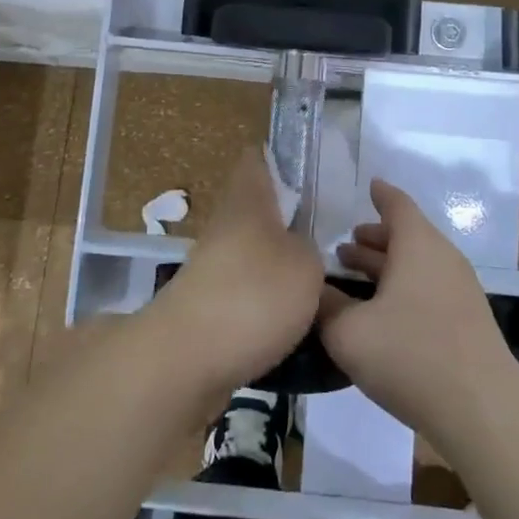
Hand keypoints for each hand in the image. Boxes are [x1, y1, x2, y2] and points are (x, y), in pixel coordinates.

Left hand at [149, 148, 325, 402]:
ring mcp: (213, 267)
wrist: (187, 360)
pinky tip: (296, 324)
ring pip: (254, 254)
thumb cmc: (253, 294)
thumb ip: (310, 250)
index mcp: (247, 199)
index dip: (279, 158)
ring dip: (281, 267)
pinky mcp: (208, 308)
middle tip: (331, 236)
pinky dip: (269, 306)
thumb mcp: (305, 264)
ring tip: (321, 287)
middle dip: (289, 222)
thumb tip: (300, 251)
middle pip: (258, 211)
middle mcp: (225, 225)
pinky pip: (247, 295)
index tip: (309, 169)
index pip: (257, 159)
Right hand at [319, 180, 518, 449]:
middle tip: (343, 248)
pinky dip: (403, 288)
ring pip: (417, 265)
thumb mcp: (349, 332)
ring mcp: (460, 291)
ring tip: (356, 278)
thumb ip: (326, 306)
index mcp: (417, 244)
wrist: (485, 412)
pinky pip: (428, 289)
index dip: (380, 194)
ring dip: (387, 267)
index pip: (396, 204)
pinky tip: (383, 315)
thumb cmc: (411, 356)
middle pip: (406, 236)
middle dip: (374, 239)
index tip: (368, 185)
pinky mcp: (468, 322)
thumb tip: (315, 290)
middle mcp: (442, 257)